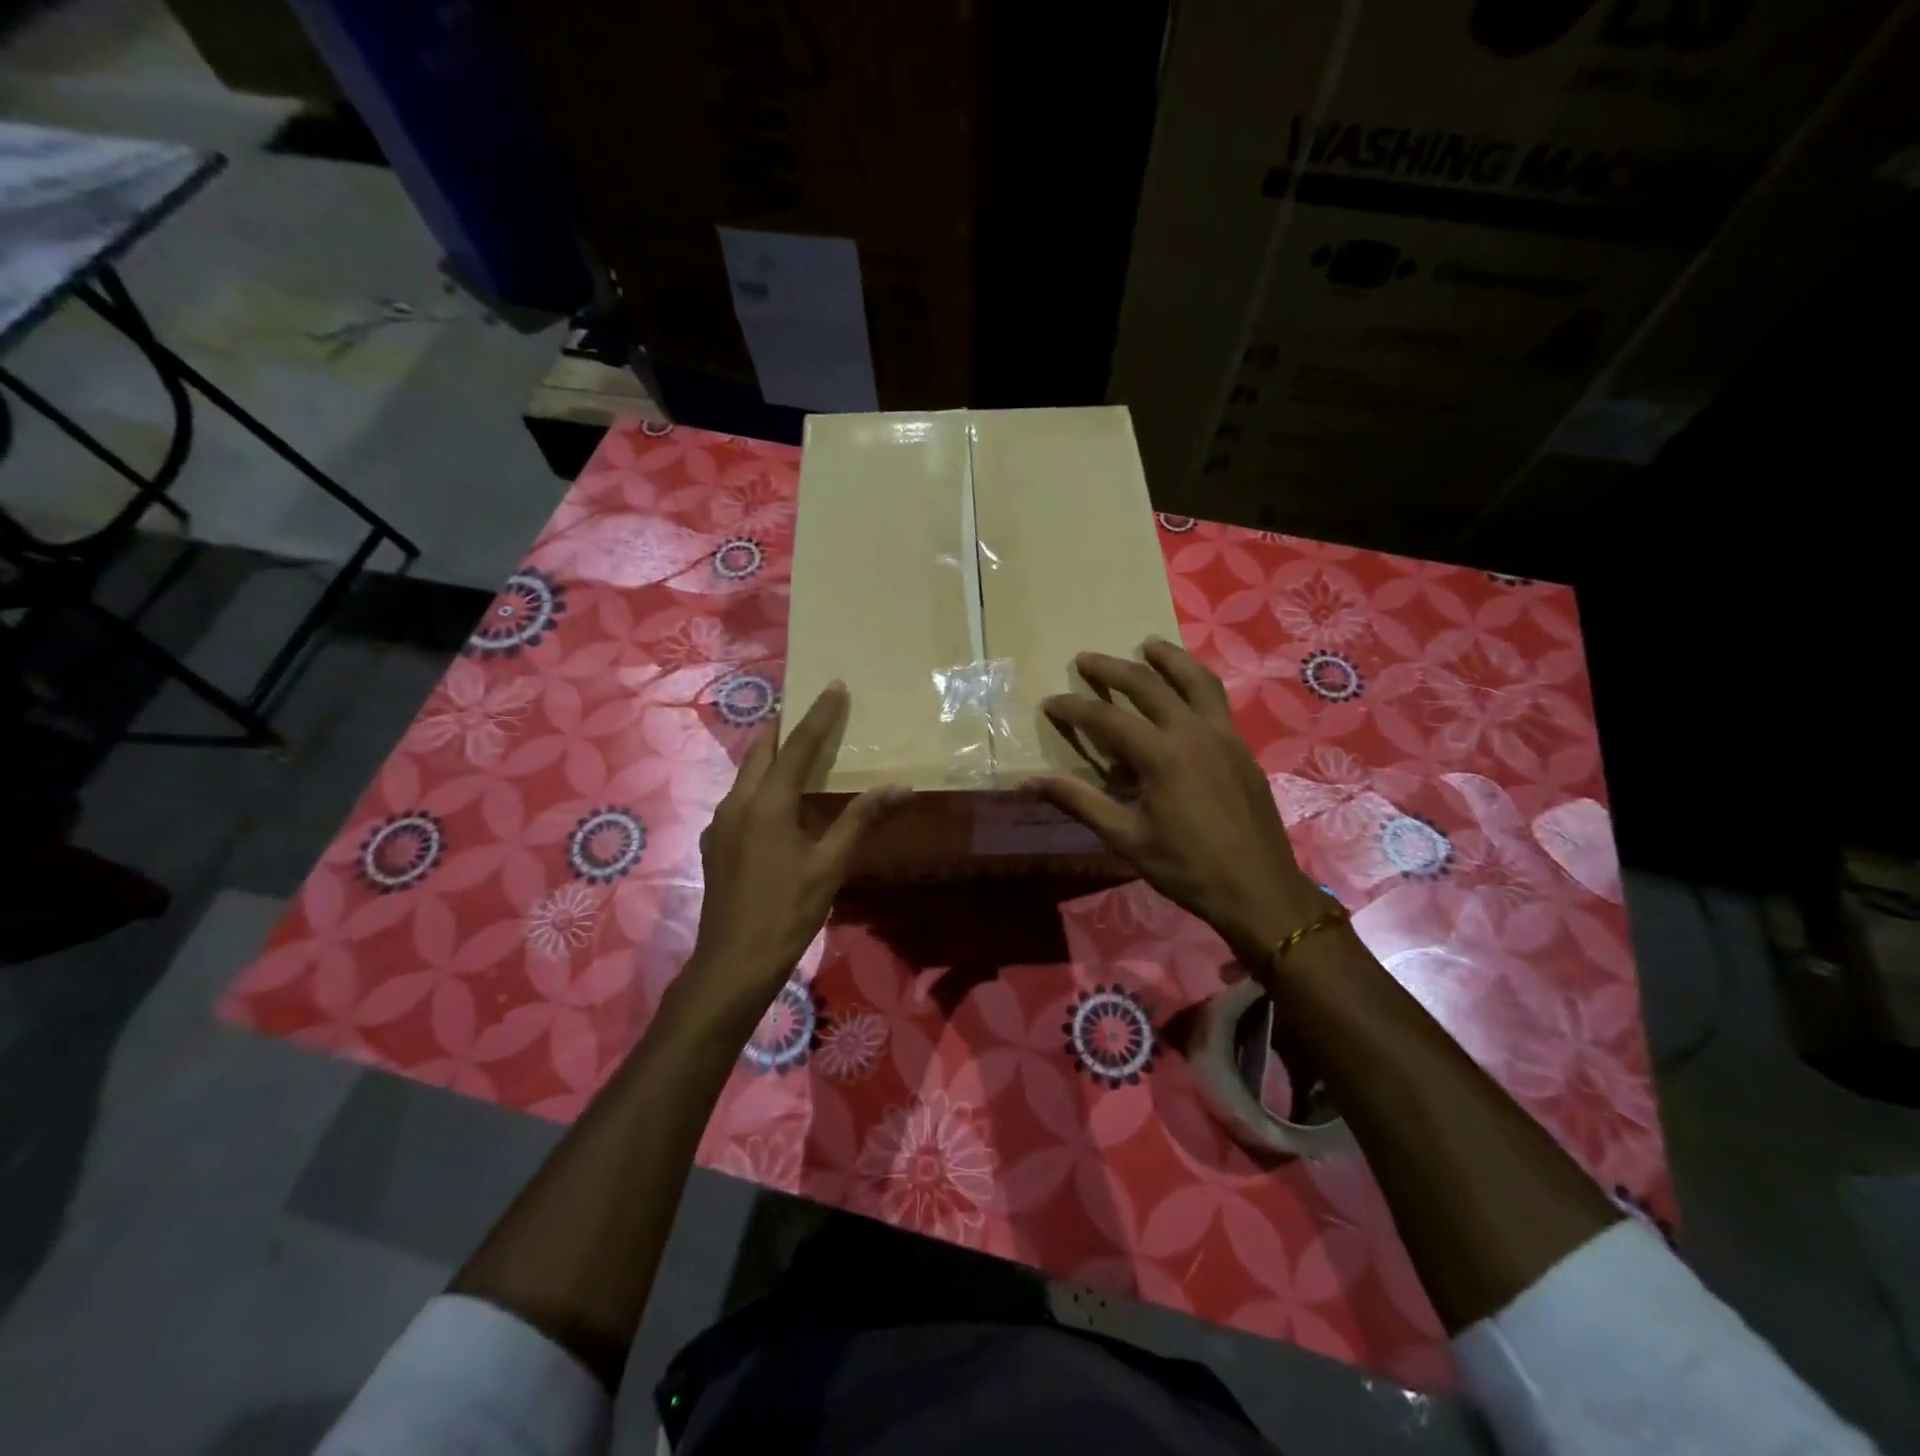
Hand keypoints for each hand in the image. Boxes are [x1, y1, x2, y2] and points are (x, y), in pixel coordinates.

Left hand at [675, 683, 908, 1038]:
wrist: (732, 964)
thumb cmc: (786, 913)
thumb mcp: (830, 866)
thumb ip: (861, 820)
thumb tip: (901, 787)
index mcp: (766, 804)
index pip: (797, 747)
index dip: (818, 715)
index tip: (834, 686)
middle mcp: (736, 803)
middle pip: (762, 751)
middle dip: (786, 726)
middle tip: (813, 709)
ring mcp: (720, 824)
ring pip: (747, 774)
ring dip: (773, 755)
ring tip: (800, 749)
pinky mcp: (716, 843)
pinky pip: (741, 798)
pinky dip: (763, 784)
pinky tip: (780, 801)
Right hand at [1027, 638, 1325, 968]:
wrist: (1259, 889)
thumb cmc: (1186, 867)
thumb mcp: (1125, 838)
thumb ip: (1079, 801)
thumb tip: (1028, 781)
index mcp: (1161, 754)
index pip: (1107, 718)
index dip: (1074, 708)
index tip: (1050, 701)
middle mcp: (1193, 732)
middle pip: (1149, 684)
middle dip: (1113, 668)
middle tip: (1086, 659)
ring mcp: (1224, 735)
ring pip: (1195, 679)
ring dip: (1168, 658)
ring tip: (1148, 645)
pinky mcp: (1242, 746)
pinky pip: (1216, 699)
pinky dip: (1195, 682)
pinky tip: (1186, 690)